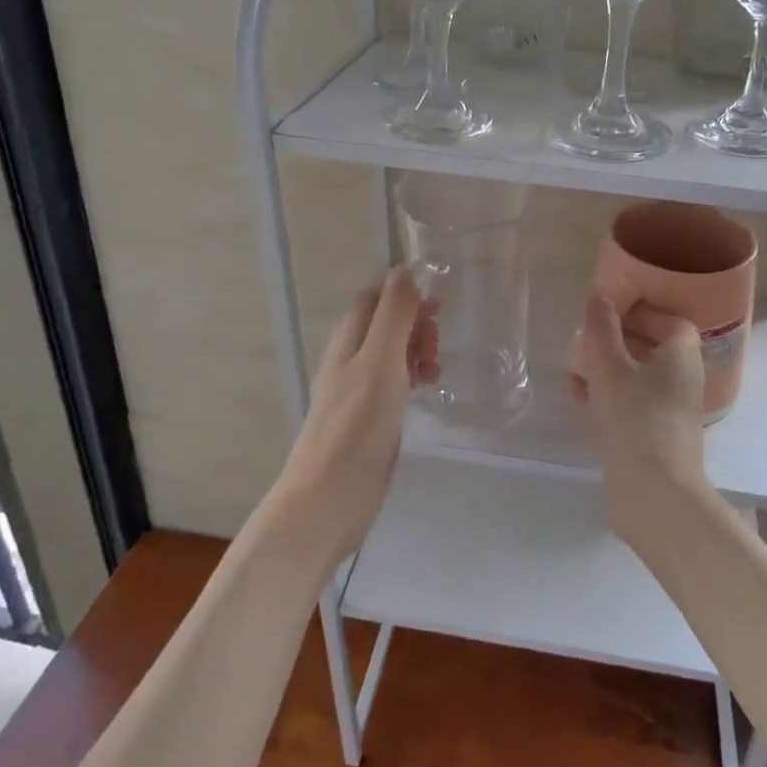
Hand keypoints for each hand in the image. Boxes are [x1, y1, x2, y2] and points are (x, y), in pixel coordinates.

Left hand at [279, 269, 438, 560]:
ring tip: (435, 373)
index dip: (403, 293)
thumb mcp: (380, 361)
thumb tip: (402, 269)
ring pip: (393, 353)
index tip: (436, 306)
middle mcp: (351, 360)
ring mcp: (360, 391)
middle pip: (386, 323)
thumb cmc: (356, 425)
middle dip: (416, 324)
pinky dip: (414, 377)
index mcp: (349, 340)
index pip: (373, 297)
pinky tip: (427, 392)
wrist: (330, 497)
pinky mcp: (371, 418)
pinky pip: (396, 382)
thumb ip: (393, 315)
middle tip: (435, 348)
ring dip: (418, 351)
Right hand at [576, 293, 712, 553]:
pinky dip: (610, 397)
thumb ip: (601, 327)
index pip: (667, 319)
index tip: (604, 314)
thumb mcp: (609, 365)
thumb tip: (599, 294)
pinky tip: (582, 403)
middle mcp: (683, 378)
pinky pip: (633, 403)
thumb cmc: (634, 418)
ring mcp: (672, 409)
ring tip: (574, 377)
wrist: (654, 493)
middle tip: (583, 344)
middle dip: (613, 342)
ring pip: (637, 376)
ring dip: (605, 371)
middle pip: (650, 346)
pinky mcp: (657, 435)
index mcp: (682, 354)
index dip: (637, 311)